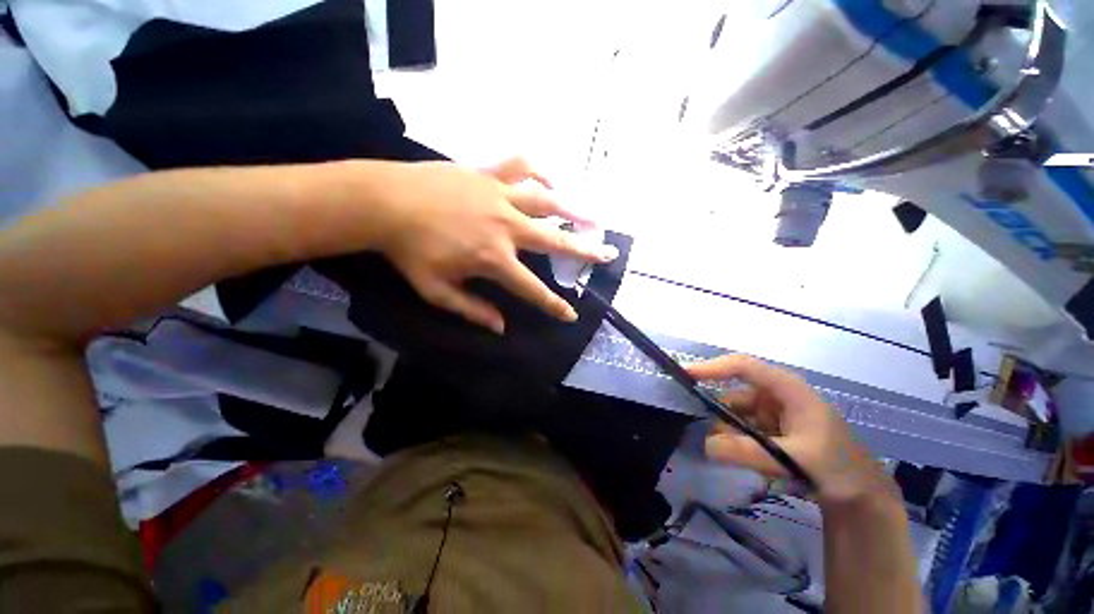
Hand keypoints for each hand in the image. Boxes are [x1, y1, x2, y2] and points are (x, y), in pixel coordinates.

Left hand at [366, 158, 615, 333]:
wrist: (383, 202)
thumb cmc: (408, 250)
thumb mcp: (436, 290)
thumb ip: (472, 310)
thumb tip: (501, 327)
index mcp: (493, 258)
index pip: (532, 288)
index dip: (553, 304)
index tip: (571, 314)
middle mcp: (505, 227)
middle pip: (554, 240)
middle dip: (584, 250)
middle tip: (608, 253)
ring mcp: (499, 196)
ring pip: (546, 201)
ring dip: (573, 210)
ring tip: (594, 217)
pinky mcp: (488, 174)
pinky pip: (521, 167)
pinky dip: (540, 172)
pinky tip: (551, 180)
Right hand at [686, 355, 897, 504]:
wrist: (862, 496)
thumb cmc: (837, 467)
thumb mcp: (792, 459)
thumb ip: (747, 451)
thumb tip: (705, 444)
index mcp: (786, 388)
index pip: (742, 366)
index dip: (712, 368)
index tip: (685, 375)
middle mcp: (775, 395)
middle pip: (733, 396)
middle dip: (722, 420)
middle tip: (720, 446)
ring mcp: (772, 412)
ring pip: (735, 416)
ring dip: (732, 436)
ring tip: (745, 461)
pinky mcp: (771, 428)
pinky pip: (742, 430)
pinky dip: (739, 444)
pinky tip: (753, 462)